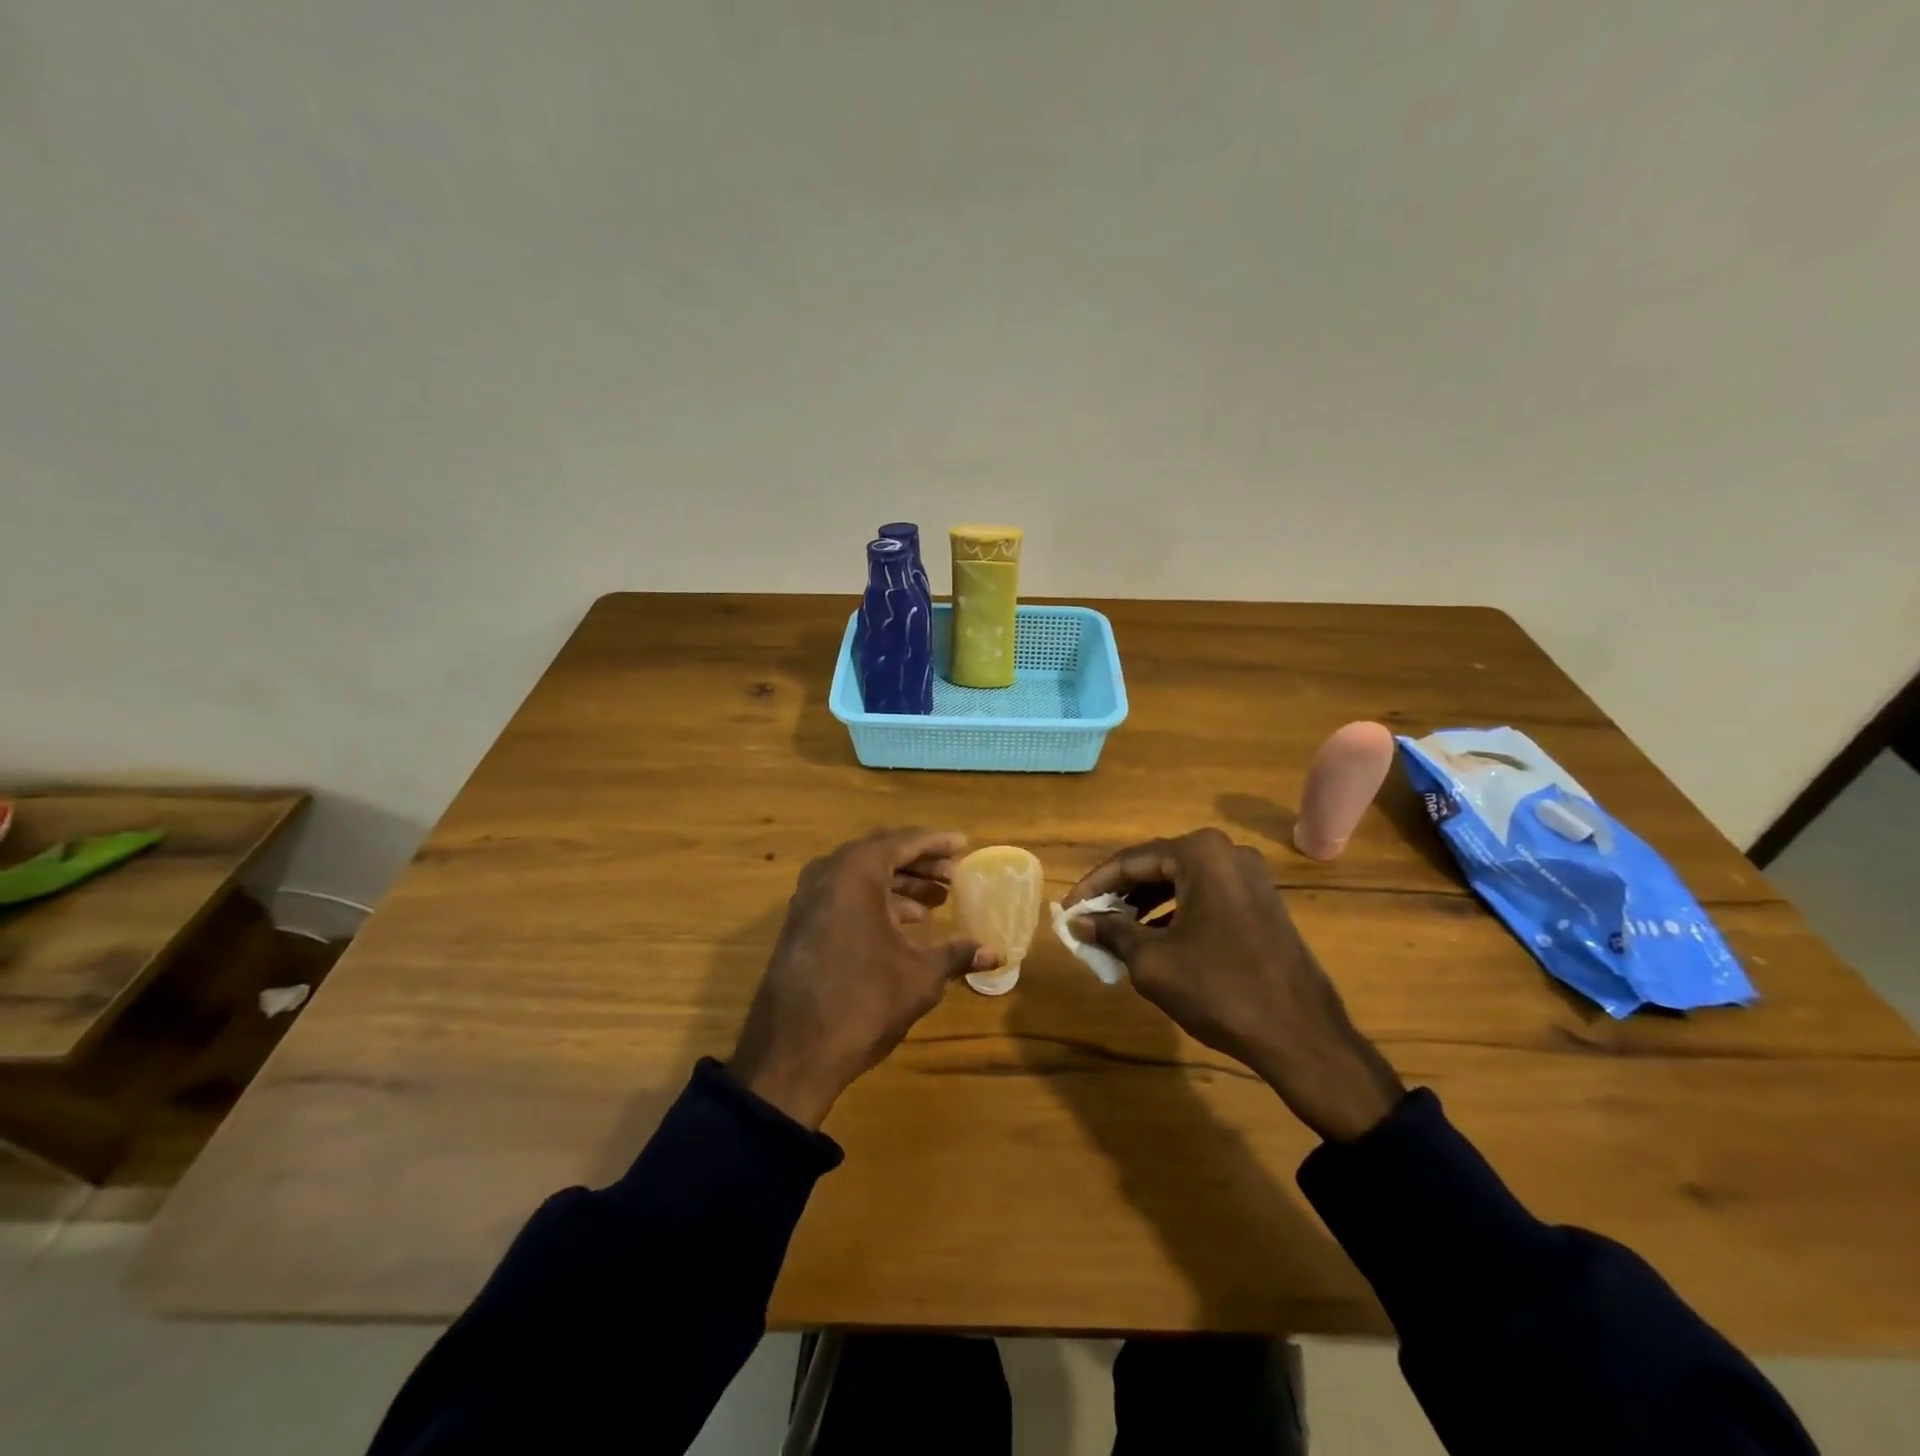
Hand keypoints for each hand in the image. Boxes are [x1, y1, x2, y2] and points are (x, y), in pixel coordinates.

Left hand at [728, 828, 999, 1128]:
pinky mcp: (801, 923)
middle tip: (953, 875)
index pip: (904, 842)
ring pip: (862, 876)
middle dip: (920, 863)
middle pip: (881, 854)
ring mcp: (809, 898)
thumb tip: (996, 954)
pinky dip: (876, 901)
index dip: (937, 843)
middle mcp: (828, 873)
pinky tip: (904, 924)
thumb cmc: (863, 1001)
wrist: (792, 1052)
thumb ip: (956, 955)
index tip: (964, 844)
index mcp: (856, 872)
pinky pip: (845, 896)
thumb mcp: (919, 976)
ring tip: (936, 901)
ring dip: (899, 884)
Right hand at [1064, 827, 1403, 1141]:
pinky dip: (1176, 913)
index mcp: (1201, 854)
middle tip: (1089, 920)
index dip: (1093, 886)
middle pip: (1157, 866)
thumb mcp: (1153, 962)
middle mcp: (1227, 853)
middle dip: (1120, 895)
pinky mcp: (1263, 902)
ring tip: (1115, 932)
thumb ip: (1112, 932)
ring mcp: (1250, 877)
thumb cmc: (1220, 990)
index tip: (1067, 909)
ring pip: (1181, 882)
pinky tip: (1155, 939)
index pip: (1130, 861)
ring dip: (1146, 904)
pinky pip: (1206, 896)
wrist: (1302, 1036)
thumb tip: (1079, 922)